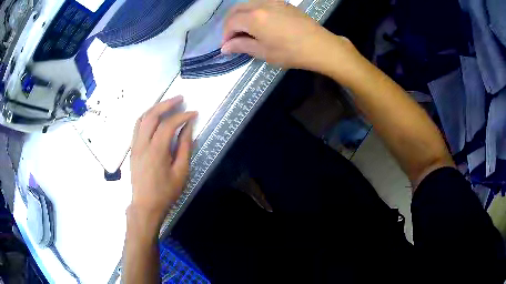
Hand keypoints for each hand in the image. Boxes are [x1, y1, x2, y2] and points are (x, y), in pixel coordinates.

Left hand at [129, 96, 196, 225]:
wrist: (145, 205)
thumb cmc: (165, 192)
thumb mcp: (181, 172)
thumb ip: (185, 147)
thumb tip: (188, 128)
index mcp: (156, 151)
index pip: (169, 124)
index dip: (182, 116)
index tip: (194, 113)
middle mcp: (142, 144)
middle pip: (152, 115)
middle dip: (167, 104)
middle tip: (180, 98)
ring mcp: (134, 145)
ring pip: (142, 118)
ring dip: (155, 108)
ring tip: (167, 104)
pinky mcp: (132, 149)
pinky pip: (137, 126)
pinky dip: (147, 116)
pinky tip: (155, 117)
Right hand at [221, 0, 353, 71]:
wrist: (319, 46)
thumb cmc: (290, 52)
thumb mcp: (263, 52)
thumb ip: (241, 46)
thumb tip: (225, 47)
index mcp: (253, 17)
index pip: (231, 23)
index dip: (225, 35)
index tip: (227, 46)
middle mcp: (260, 4)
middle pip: (236, 10)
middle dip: (230, 23)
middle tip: (232, 38)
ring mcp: (273, 1)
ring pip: (248, 5)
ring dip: (241, 16)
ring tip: (244, 30)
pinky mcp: (282, 3)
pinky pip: (260, 3)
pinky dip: (253, 11)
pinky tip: (258, 22)